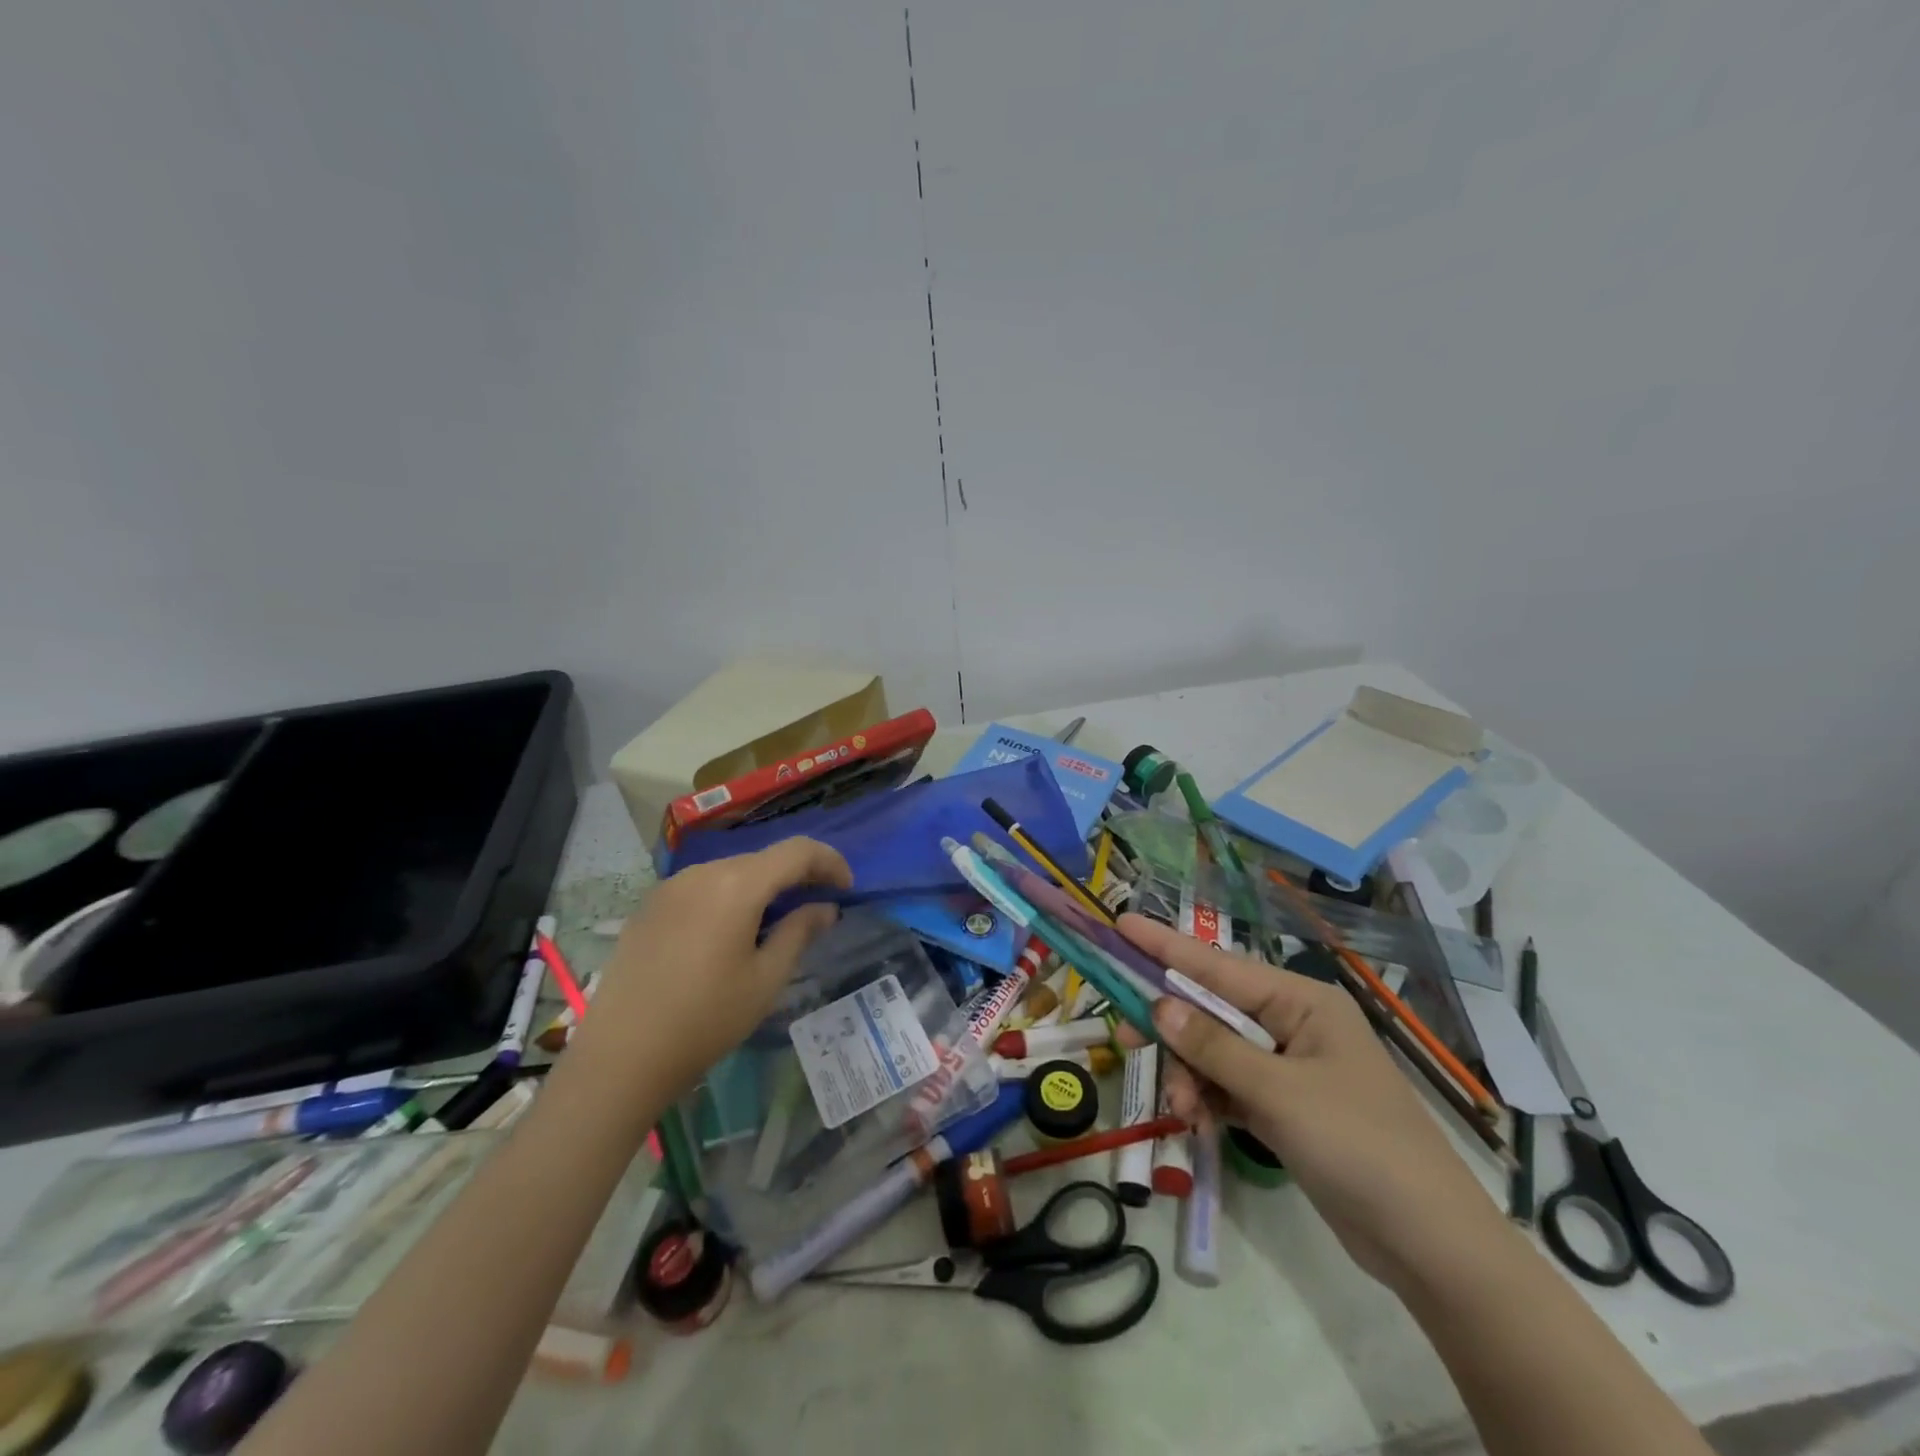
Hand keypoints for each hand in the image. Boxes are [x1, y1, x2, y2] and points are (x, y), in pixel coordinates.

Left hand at [569, 838, 851, 1100]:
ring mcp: (671, 887)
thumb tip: (824, 908)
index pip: (797, 851)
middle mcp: (702, 872)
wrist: (620, 1057)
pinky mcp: (650, 906)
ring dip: (763, 887)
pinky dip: (730, 898)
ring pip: (732, 871)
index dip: (829, 862)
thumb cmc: (705, 1020)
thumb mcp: (766, 979)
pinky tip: (730, 935)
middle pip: (764, 859)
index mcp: (736, 884)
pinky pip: (703, 888)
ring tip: (775, 925)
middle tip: (817, 909)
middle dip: (797, 876)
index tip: (846, 889)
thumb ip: (800, 932)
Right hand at [1119, 914, 1507, 1294]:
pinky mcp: (1284, 1106)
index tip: (1120, 926)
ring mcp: (1288, 1066)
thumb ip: (1213, 1047)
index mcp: (1301, 1001)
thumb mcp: (1279, 1093)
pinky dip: (1209, 1100)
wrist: (1430, 1245)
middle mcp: (1292, 1023)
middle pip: (1211, 1010)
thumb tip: (1158, 1005)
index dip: (1165, 946)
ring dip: (1191, 1077)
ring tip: (1184, 1112)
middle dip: (1174, 1030)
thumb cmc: (1359, 1146)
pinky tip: (1199, 1124)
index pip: (1218, 965)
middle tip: (1129, 1041)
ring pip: (1214, 1052)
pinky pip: (1228, 1086)